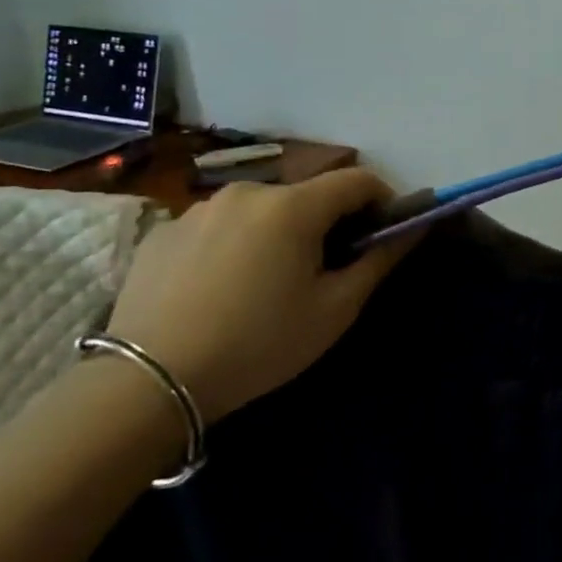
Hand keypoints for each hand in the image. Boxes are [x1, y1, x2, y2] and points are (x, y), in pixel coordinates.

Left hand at [106, 169, 420, 422]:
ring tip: (270, 280)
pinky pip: (221, 225)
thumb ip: (379, 260)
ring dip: (280, 230)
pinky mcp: (164, 230)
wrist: (148, 381)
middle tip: (327, 267)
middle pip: (308, 194)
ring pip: (262, 209)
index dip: (382, 200)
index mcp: (293, 206)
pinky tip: (224, 287)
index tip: (384, 232)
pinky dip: (238, 242)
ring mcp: (199, 208)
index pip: (357, 180)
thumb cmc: (259, 344)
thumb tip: (413, 228)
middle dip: (329, 220)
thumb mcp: (335, 309)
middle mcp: (248, 192)